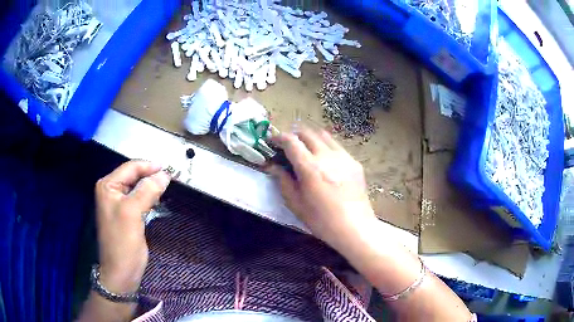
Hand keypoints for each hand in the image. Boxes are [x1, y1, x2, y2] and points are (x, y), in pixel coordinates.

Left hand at [94, 161, 170, 293]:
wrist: (121, 272)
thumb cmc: (122, 243)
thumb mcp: (132, 213)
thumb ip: (147, 191)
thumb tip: (164, 174)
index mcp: (108, 186)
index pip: (131, 167)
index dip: (150, 166)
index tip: (169, 169)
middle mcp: (112, 191)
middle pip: (134, 176)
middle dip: (151, 176)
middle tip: (171, 178)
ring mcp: (119, 203)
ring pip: (139, 187)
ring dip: (152, 186)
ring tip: (168, 187)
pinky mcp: (127, 214)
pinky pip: (140, 199)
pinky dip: (151, 197)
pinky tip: (159, 199)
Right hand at [269, 128, 375, 250]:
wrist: (355, 227)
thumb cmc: (322, 220)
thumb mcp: (296, 204)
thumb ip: (283, 181)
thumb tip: (274, 166)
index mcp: (310, 167)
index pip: (290, 141)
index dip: (278, 137)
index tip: (272, 142)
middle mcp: (327, 156)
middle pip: (307, 133)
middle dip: (293, 135)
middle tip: (287, 146)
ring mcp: (343, 157)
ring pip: (323, 135)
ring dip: (310, 138)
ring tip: (305, 149)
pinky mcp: (354, 162)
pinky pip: (337, 147)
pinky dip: (325, 147)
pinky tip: (325, 162)